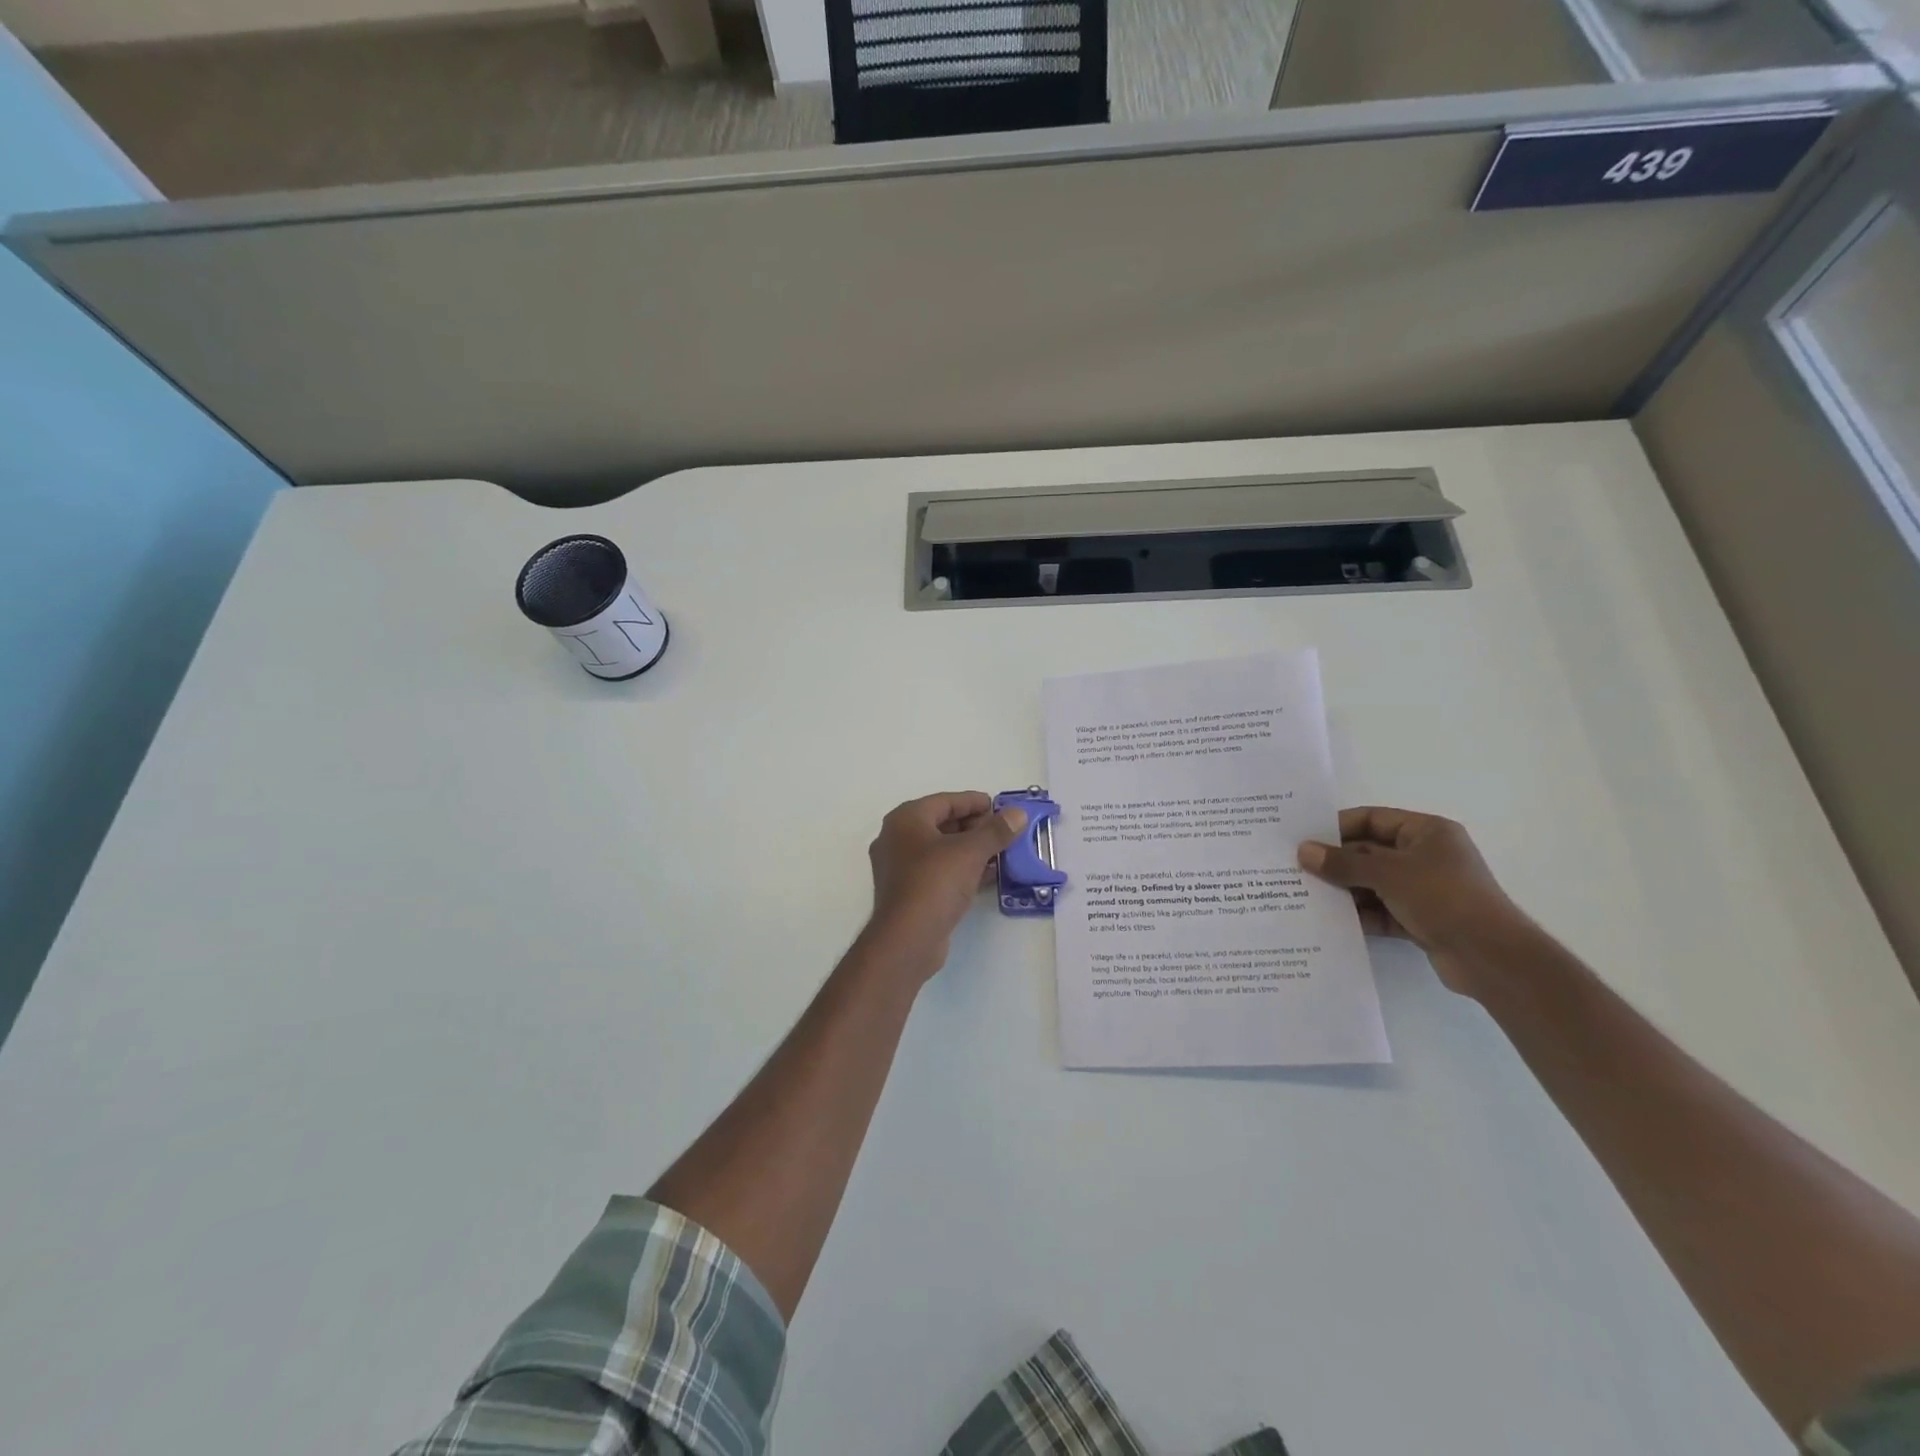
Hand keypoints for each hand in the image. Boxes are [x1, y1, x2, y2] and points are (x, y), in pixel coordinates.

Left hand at [864, 792, 1027, 981]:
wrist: (907, 939)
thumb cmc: (935, 883)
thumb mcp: (970, 852)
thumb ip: (996, 831)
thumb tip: (1017, 814)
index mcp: (906, 819)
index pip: (945, 801)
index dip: (974, 802)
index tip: (1000, 807)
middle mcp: (897, 839)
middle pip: (942, 824)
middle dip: (975, 827)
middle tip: (1004, 831)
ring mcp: (900, 868)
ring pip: (941, 850)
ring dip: (971, 849)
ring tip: (1001, 852)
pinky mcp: (909, 892)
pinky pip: (939, 871)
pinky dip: (962, 869)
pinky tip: (988, 875)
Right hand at [1297, 807, 1534, 997]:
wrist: (1491, 957)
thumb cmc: (1443, 897)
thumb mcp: (1388, 874)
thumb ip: (1343, 863)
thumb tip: (1303, 851)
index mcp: (1427, 832)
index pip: (1373, 819)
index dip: (1338, 826)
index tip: (1305, 837)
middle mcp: (1426, 856)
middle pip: (1370, 852)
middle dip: (1336, 862)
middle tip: (1297, 868)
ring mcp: (1424, 889)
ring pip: (1373, 883)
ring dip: (1345, 890)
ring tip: (1305, 895)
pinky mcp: (1421, 920)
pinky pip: (1381, 910)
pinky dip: (1360, 914)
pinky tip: (1330, 920)